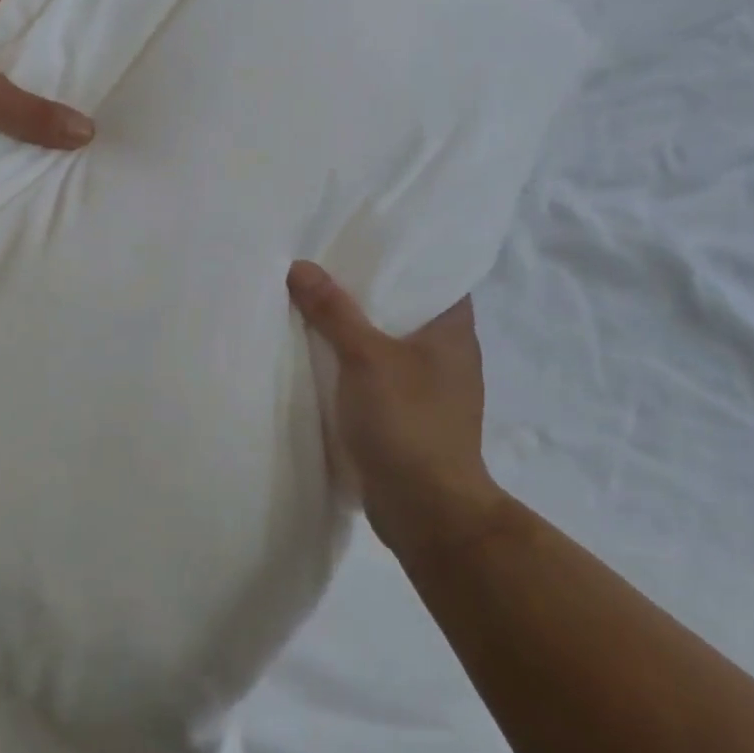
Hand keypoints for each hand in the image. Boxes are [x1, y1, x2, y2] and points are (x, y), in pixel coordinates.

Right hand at [287, 261, 506, 556]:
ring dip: (359, 326)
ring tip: (318, 299)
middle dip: (369, 288)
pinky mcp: (412, 415)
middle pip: (406, 305)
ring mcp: (432, 386)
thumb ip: (333, 310)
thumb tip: (300, 266)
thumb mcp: (365, 358)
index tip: (367, 238)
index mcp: (453, 329)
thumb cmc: (408, 423)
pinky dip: (357, 360)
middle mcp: (449, 352)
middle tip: (329, 262)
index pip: (435, 274)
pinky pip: (380, 372)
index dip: (405, 254)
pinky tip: (325, 352)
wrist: (427, 514)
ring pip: (390, 340)